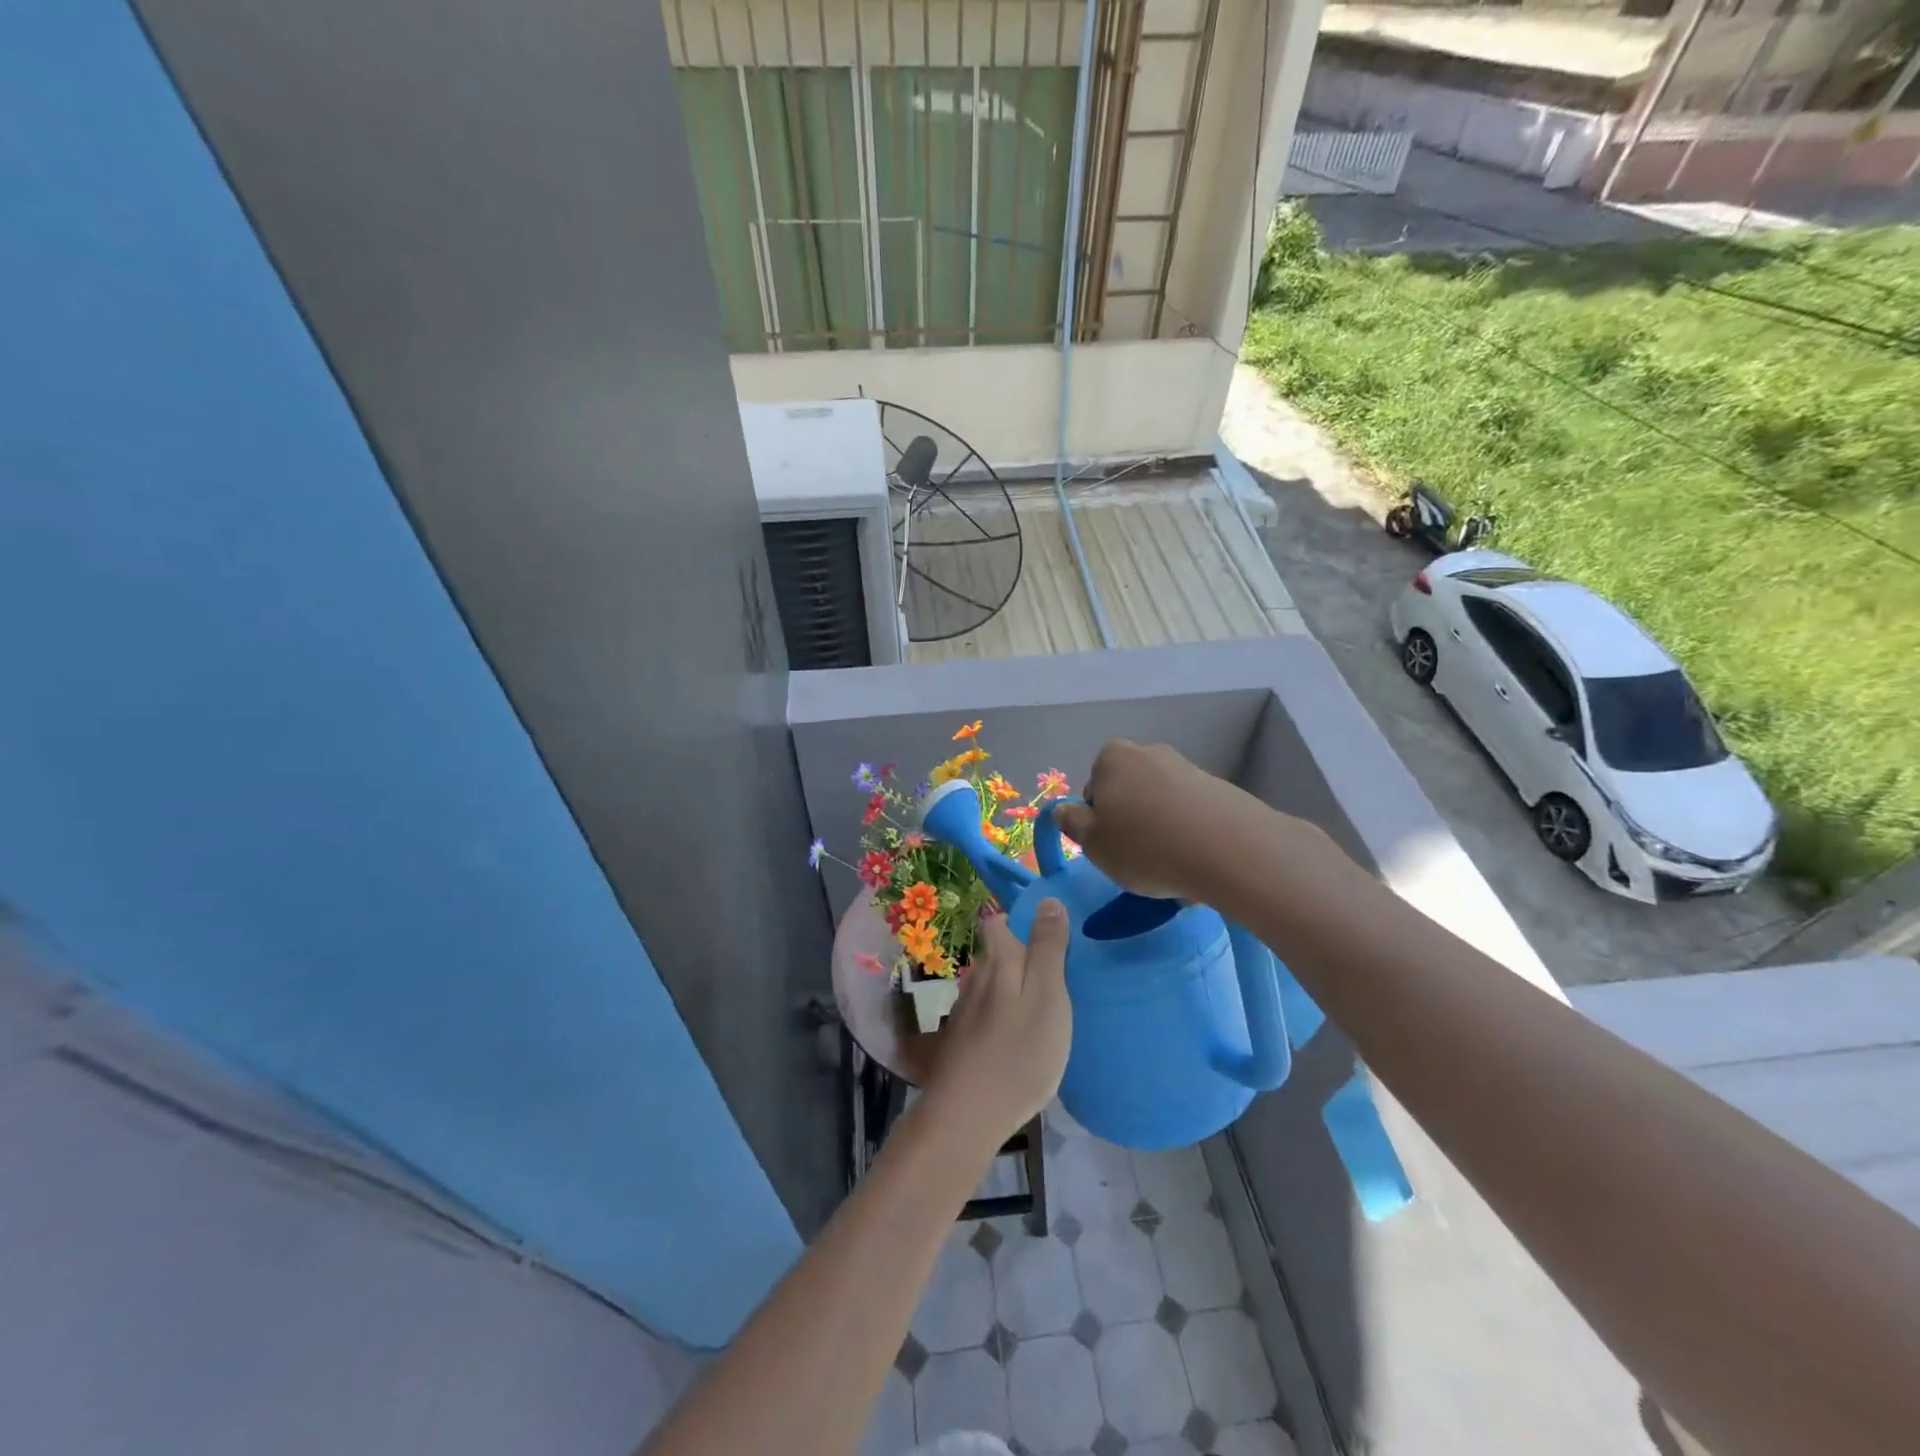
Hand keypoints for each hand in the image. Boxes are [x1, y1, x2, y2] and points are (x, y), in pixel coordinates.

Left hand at [927, 901, 1071, 1144]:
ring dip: (1014, 989)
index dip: (1022, 922)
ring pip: (993, 986)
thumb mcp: (1047, 995)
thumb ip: (1048, 948)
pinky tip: (1022, 1039)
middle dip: (1023, 957)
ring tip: (1045, 1008)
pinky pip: (988, 1015)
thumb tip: (1047, 900)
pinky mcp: (962, 1042)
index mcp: (997, 961)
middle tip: (1059, 977)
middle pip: (997, 954)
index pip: (999, 922)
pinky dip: (1005, 1017)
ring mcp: (965, 1012)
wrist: (967, 1116)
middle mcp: (975, 978)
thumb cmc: (1018, 1052)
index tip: (1051, 936)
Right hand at [1053, 740, 1265, 900]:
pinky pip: (1192, 813)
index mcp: (1112, 758)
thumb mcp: (1093, 843)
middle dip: (1130, 819)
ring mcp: (1188, 768)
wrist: (1228, 849)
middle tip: (1136, 856)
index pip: (1093, 787)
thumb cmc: (1144, 845)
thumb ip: (1072, 823)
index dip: (1097, 818)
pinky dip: (1189, 832)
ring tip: (1170, 864)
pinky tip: (1195, 859)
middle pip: (1129, 791)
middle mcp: (1150, 753)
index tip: (1109, 845)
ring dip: (1161, 828)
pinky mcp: (1220, 789)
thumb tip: (1064, 810)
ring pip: (1161, 803)